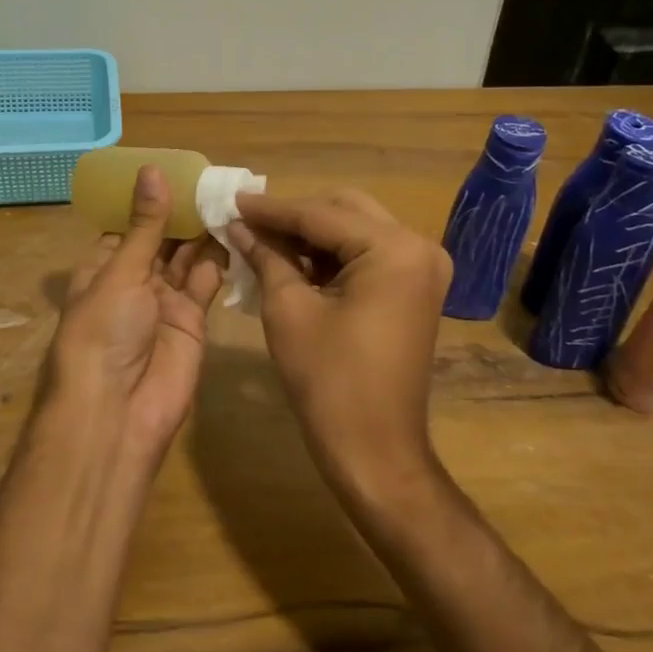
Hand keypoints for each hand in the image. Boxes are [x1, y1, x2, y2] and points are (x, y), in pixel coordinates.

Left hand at [43, 166, 227, 467]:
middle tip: (214, 177)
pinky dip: (220, 258)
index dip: (149, 198)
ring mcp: (164, 301)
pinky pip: (207, 281)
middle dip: (182, 212)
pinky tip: (236, 229)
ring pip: (186, 257)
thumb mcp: (120, 272)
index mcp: (103, 266)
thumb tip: (152, 170)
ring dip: (204, 230)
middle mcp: (133, 281)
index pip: (128, 225)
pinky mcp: (193, 320)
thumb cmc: (103, 332)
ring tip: (229, 194)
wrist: (117, 412)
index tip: (178, 167)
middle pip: (161, 238)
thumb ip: (145, 225)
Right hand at [226, 189, 450, 502]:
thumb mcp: (288, 310)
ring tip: (262, 240)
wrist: (375, 452)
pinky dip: (331, 255)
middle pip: (344, 211)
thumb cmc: (329, 381)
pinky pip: (367, 255)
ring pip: (355, 230)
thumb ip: (266, 256)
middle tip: (247, 221)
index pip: (320, 214)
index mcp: (394, 249)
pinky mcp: (415, 289)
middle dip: (293, 216)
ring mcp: (422, 268)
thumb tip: (239, 225)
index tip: (230, 199)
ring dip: (311, 234)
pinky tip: (293, 261)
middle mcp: (418, 247)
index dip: (270, 208)